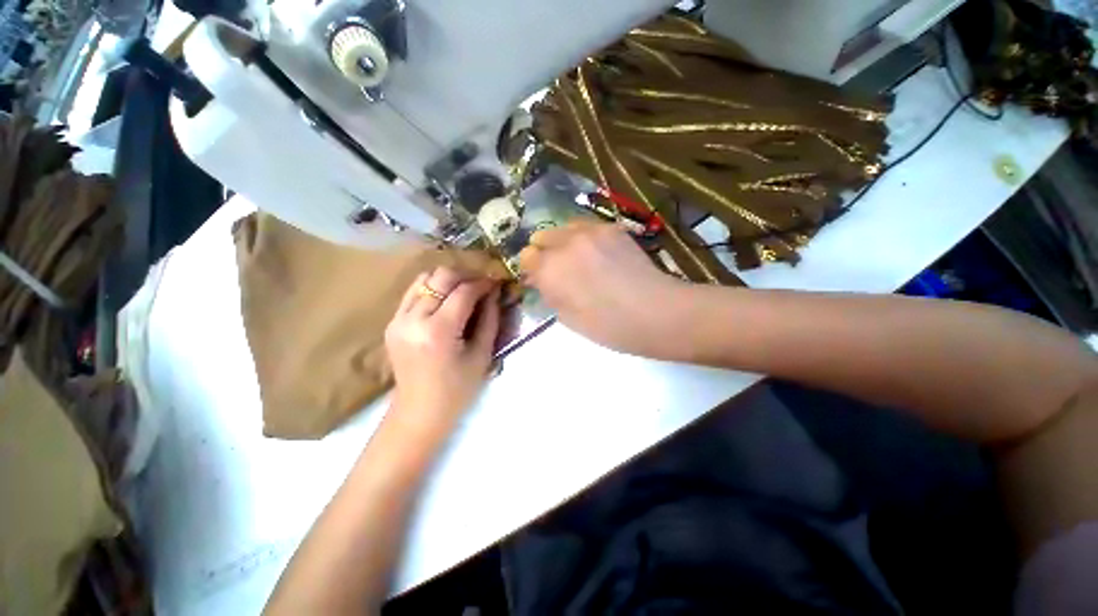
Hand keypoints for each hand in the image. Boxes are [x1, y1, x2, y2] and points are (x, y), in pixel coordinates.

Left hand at [385, 267, 500, 427]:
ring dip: (447, 280)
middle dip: (465, 276)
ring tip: (464, 291)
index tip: (497, 283)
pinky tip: (446, 302)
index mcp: (438, 331)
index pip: (463, 291)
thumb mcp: (482, 354)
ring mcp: (397, 320)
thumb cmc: (458, 389)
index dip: (483, 283)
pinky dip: (432, 290)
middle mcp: (413, 320)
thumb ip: (490, 319)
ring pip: (424, 279)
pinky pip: (413, 293)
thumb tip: (494, 292)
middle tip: (481, 286)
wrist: (419, 412)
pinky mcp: (392, 323)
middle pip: (440, 277)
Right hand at [519, 220, 688, 357]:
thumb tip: (541, 280)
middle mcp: (565, 242)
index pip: (525, 257)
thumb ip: (549, 293)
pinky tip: (599, 255)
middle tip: (559, 270)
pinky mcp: (612, 227)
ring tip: (579, 260)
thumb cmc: (609, 326)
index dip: (531, 270)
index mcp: (550, 269)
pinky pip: (586, 227)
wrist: (656, 312)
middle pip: (540, 236)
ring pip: (563, 227)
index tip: (540, 280)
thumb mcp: (568, 319)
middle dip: (544, 253)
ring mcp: (590, 230)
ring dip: (563, 242)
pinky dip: (584, 238)